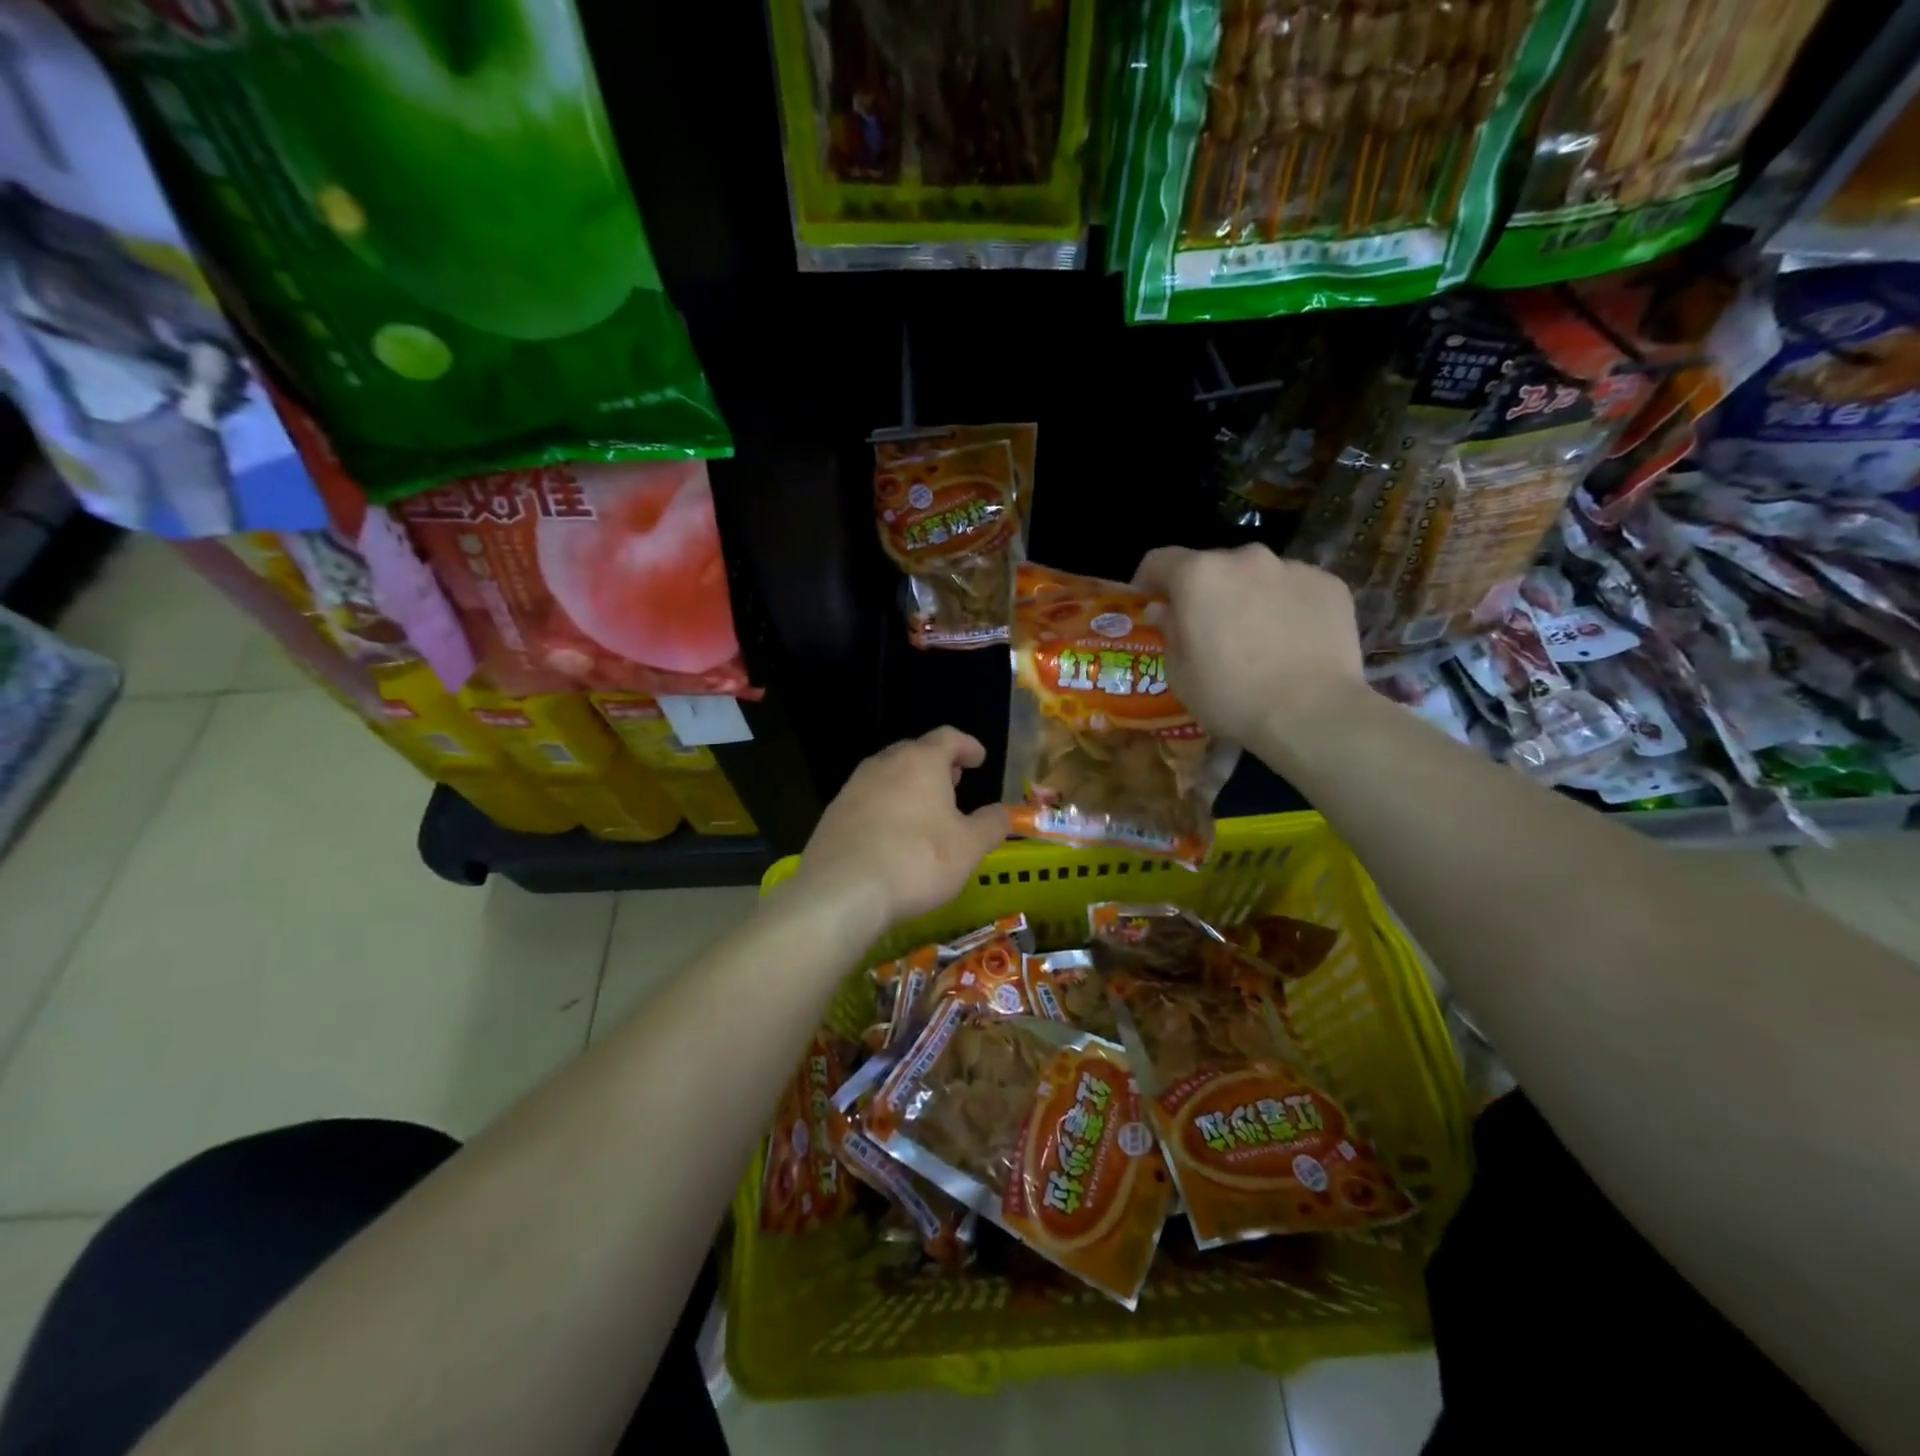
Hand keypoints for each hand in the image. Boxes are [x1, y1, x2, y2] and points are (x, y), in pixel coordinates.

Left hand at [789, 727, 1009, 932]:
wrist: (841, 892)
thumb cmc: (916, 861)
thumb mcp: (969, 848)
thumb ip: (991, 825)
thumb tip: (1002, 813)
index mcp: (920, 762)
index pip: (947, 737)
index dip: (967, 745)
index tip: (979, 759)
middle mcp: (884, 764)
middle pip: (914, 751)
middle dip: (937, 763)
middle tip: (954, 781)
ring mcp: (853, 788)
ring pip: (888, 774)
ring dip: (909, 784)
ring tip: (925, 808)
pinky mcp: (833, 814)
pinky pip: (867, 800)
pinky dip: (886, 806)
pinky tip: (892, 834)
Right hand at [1135, 544, 1364, 745]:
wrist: (1312, 713)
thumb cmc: (1231, 696)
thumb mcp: (1180, 674)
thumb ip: (1169, 632)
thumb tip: (1165, 610)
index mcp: (1199, 576)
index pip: (1160, 560)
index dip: (1148, 580)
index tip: (1148, 602)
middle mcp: (1245, 558)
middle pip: (1212, 566)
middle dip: (1203, 591)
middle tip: (1206, 628)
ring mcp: (1293, 568)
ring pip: (1256, 575)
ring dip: (1246, 596)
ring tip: (1254, 636)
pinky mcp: (1330, 585)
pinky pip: (1295, 589)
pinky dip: (1285, 606)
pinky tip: (1290, 641)